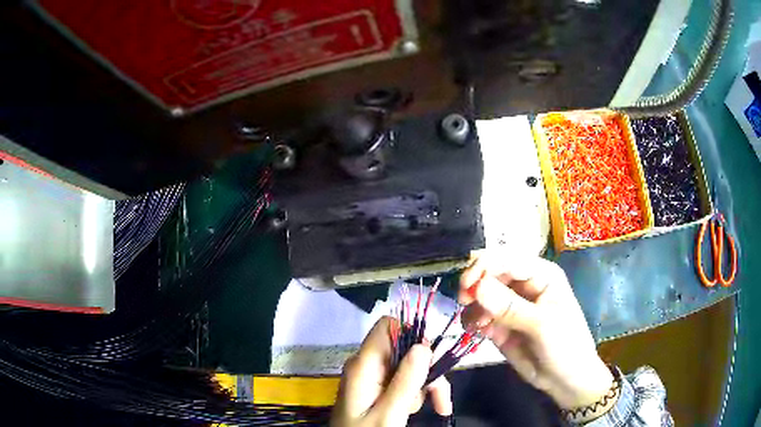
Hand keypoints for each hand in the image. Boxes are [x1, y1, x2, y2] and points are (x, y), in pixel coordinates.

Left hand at [331, 317, 451, 425]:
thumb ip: (406, 380)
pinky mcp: (376, 389)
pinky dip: (413, 394)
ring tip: (420, 411)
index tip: (430, 361)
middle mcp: (366, 365)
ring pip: (408, 367)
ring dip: (422, 387)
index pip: (387, 327)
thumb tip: (423, 345)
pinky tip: (411, 411)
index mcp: (363, 365)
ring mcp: (371, 377)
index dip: (412, 336)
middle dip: (426, 371)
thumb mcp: (390, 413)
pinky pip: (401, 381)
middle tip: (439, 399)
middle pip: (404, 350)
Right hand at [459, 252, 613, 410]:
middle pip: (491, 273)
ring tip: (476, 325)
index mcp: (541, 274)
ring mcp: (511, 305)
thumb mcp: (541, 325)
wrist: (564, 380)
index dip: (484, 267)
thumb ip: (510, 307)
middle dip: (474, 285)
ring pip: (481, 294)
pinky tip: (476, 331)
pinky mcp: (501, 323)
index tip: (465, 286)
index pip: (507, 259)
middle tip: (463, 302)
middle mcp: (524, 284)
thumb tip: (477, 286)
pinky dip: (473, 319)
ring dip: (473, 306)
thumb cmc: (564, 345)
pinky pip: (479, 314)